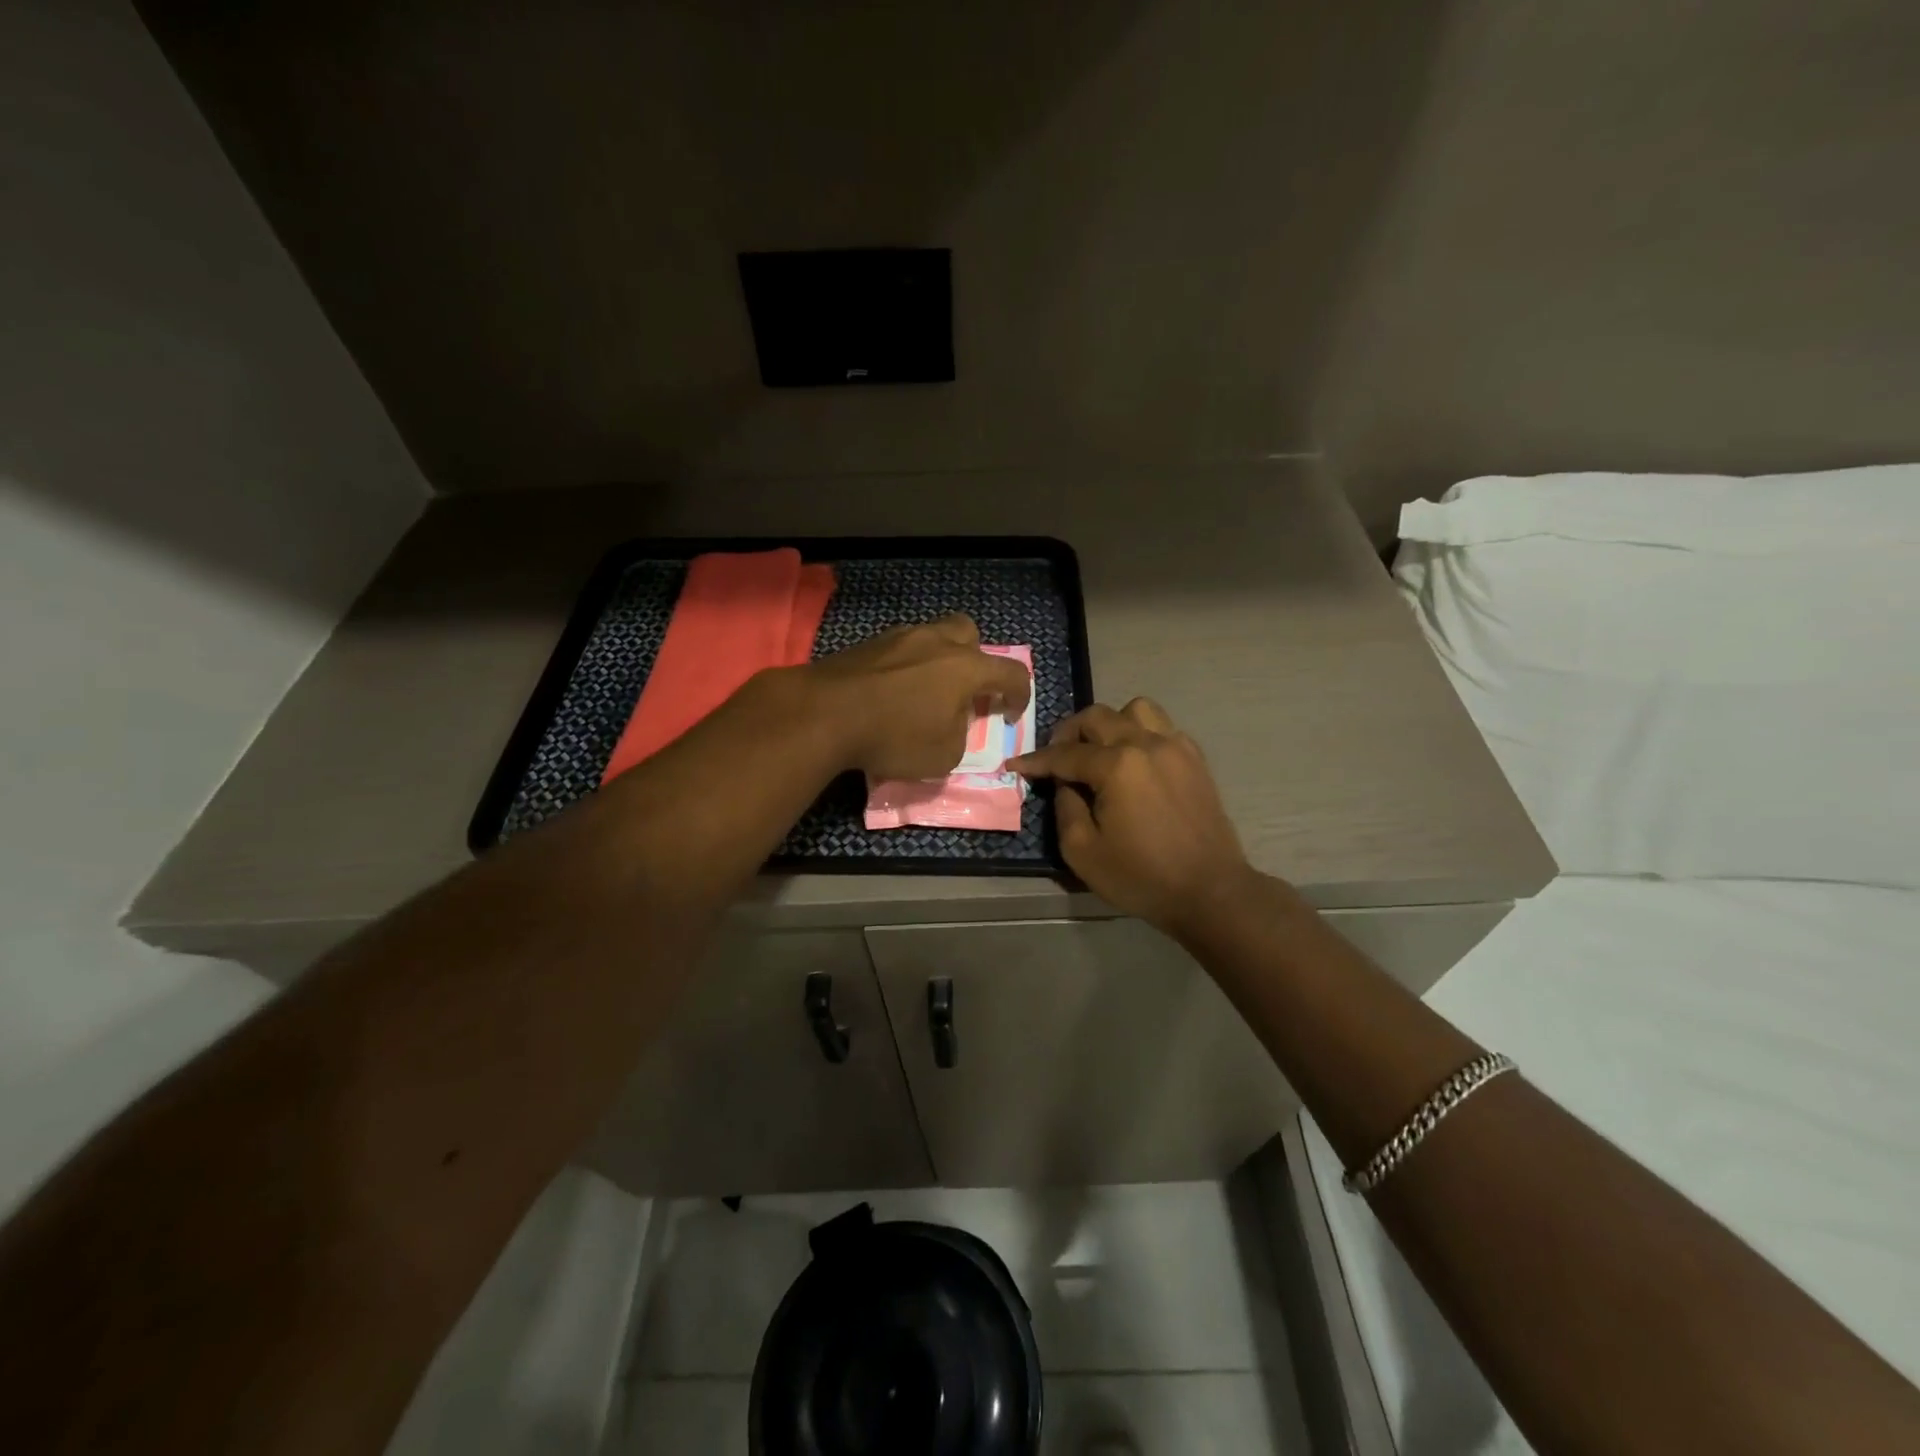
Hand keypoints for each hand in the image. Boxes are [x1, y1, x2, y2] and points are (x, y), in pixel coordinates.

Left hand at [806, 615, 1032, 780]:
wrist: (824, 713)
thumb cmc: (894, 736)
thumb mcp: (944, 756)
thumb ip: (960, 735)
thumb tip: (953, 722)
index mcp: (965, 667)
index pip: (1011, 672)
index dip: (1019, 695)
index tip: (1010, 714)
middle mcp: (937, 641)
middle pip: (969, 634)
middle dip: (976, 659)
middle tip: (966, 690)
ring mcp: (899, 637)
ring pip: (932, 636)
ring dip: (938, 659)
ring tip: (926, 691)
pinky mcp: (867, 644)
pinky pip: (900, 649)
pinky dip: (906, 666)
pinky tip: (893, 691)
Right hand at [1010, 698, 1253, 936]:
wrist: (1210, 892)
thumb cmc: (1142, 876)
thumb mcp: (1083, 851)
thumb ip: (1065, 807)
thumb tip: (1064, 782)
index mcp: (1117, 765)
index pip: (1065, 753)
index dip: (1036, 760)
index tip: (1015, 764)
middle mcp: (1146, 743)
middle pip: (1098, 717)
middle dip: (1069, 732)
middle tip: (1056, 757)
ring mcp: (1176, 747)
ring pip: (1135, 710)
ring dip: (1110, 723)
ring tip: (1099, 750)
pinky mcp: (1195, 759)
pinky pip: (1162, 727)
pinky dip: (1140, 734)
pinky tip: (1133, 762)